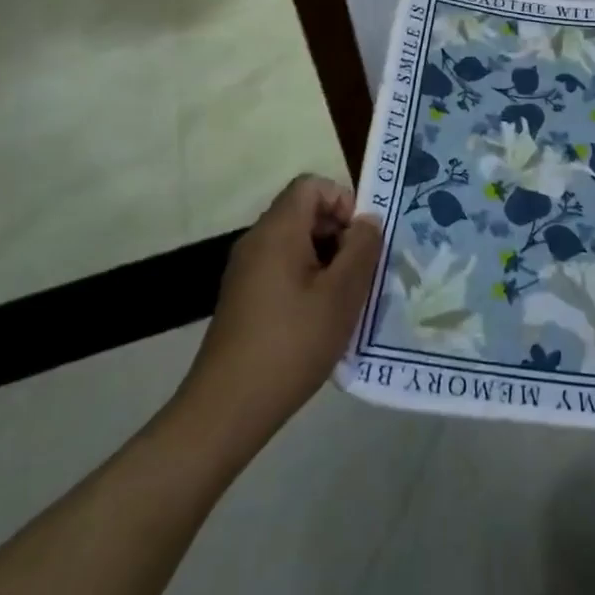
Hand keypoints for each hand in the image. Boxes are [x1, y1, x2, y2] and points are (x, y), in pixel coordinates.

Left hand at [170, 175, 380, 456]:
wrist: (226, 409)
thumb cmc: (291, 344)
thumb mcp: (342, 295)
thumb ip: (362, 248)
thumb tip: (368, 220)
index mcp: (278, 230)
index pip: (312, 185)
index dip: (342, 201)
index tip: (360, 240)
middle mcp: (257, 241)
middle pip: (304, 212)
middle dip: (338, 233)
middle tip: (360, 272)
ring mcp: (245, 270)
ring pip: (295, 242)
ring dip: (326, 260)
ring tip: (344, 299)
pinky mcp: (242, 297)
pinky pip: (281, 268)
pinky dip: (306, 279)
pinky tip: (319, 319)